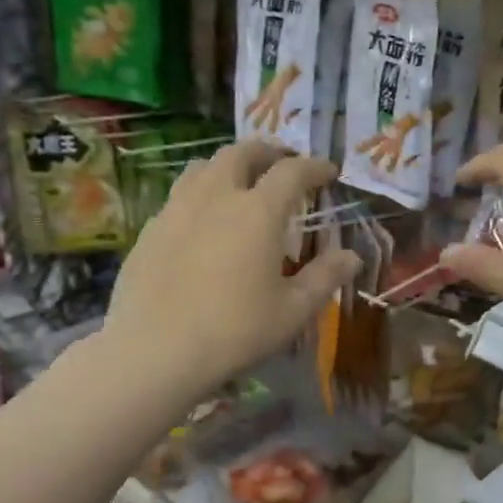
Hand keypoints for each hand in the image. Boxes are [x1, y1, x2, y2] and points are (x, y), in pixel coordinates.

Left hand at [104, 143, 359, 396]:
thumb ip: (324, 278)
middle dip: (267, 152)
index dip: (314, 167)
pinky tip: (202, 219)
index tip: (328, 171)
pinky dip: (199, 193)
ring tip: (240, 180)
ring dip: (229, 165)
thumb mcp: (292, 310)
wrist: (155, 351)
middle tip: (282, 162)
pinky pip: (179, 195)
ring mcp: (177, 210)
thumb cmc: (235, 331)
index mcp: (258, 211)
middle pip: (241, 153)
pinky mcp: (150, 230)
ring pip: (203, 167)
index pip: (292, 171)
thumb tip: (352, 257)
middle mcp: (216, 197)